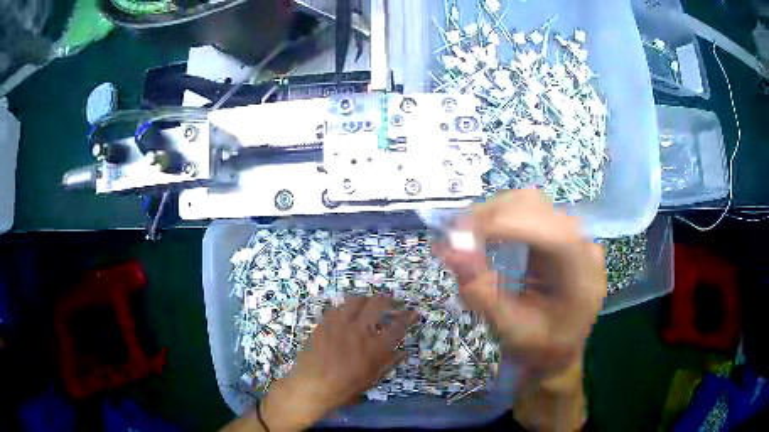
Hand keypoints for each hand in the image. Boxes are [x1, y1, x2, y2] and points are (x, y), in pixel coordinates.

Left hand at [260, 296, 414, 430]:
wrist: (311, 385)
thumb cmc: (344, 388)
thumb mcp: (371, 379)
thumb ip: (389, 363)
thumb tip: (404, 352)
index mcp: (374, 348)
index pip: (397, 326)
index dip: (407, 317)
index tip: (412, 312)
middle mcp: (359, 331)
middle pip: (377, 304)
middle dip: (388, 299)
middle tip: (392, 301)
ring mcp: (340, 324)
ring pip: (356, 300)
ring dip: (366, 299)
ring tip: (369, 303)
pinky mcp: (324, 323)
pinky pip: (337, 307)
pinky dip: (346, 308)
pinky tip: (347, 313)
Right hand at [436, 190, 605, 429]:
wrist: (562, 349)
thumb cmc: (542, 347)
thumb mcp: (512, 330)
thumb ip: (482, 293)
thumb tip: (448, 250)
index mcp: (582, 273)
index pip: (550, 232)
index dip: (504, 225)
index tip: (457, 234)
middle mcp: (582, 243)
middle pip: (536, 207)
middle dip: (490, 216)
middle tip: (452, 237)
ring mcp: (571, 234)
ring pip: (528, 203)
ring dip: (491, 214)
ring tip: (463, 236)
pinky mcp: (557, 232)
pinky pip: (525, 211)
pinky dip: (497, 219)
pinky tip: (481, 235)